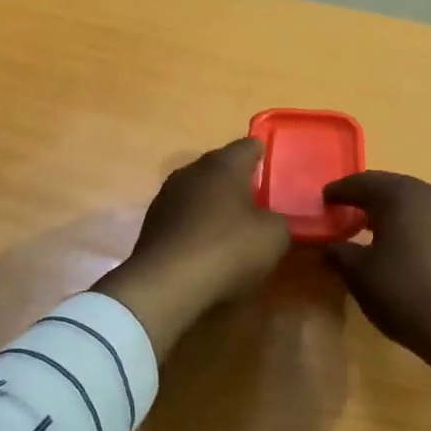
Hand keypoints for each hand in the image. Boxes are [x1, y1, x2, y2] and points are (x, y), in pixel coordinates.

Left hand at [94, 139, 291, 356]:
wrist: (166, 284)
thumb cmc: (227, 249)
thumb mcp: (274, 237)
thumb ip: (278, 220)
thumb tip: (269, 221)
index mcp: (224, 165)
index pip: (249, 145)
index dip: (264, 155)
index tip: (274, 170)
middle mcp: (192, 171)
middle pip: (221, 167)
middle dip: (238, 182)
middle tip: (258, 203)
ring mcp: (167, 196)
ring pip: (199, 191)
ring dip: (214, 205)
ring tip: (232, 229)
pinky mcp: (152, 223)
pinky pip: (183, 216)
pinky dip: (196, 226)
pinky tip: (206, 249)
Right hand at [323, 171, 430, 404]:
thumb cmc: (406, 292)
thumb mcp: (360, 275)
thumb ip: (340, 253)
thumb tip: (332, 246)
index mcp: (401, 194)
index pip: (362, 183)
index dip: (340, 191)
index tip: (324, 199)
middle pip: (391, 189)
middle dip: (367, 199)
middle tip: (345, 212)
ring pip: (414, 205)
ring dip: (392, 214)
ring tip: (372, 232)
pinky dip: (412, 228)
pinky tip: (403, 248)